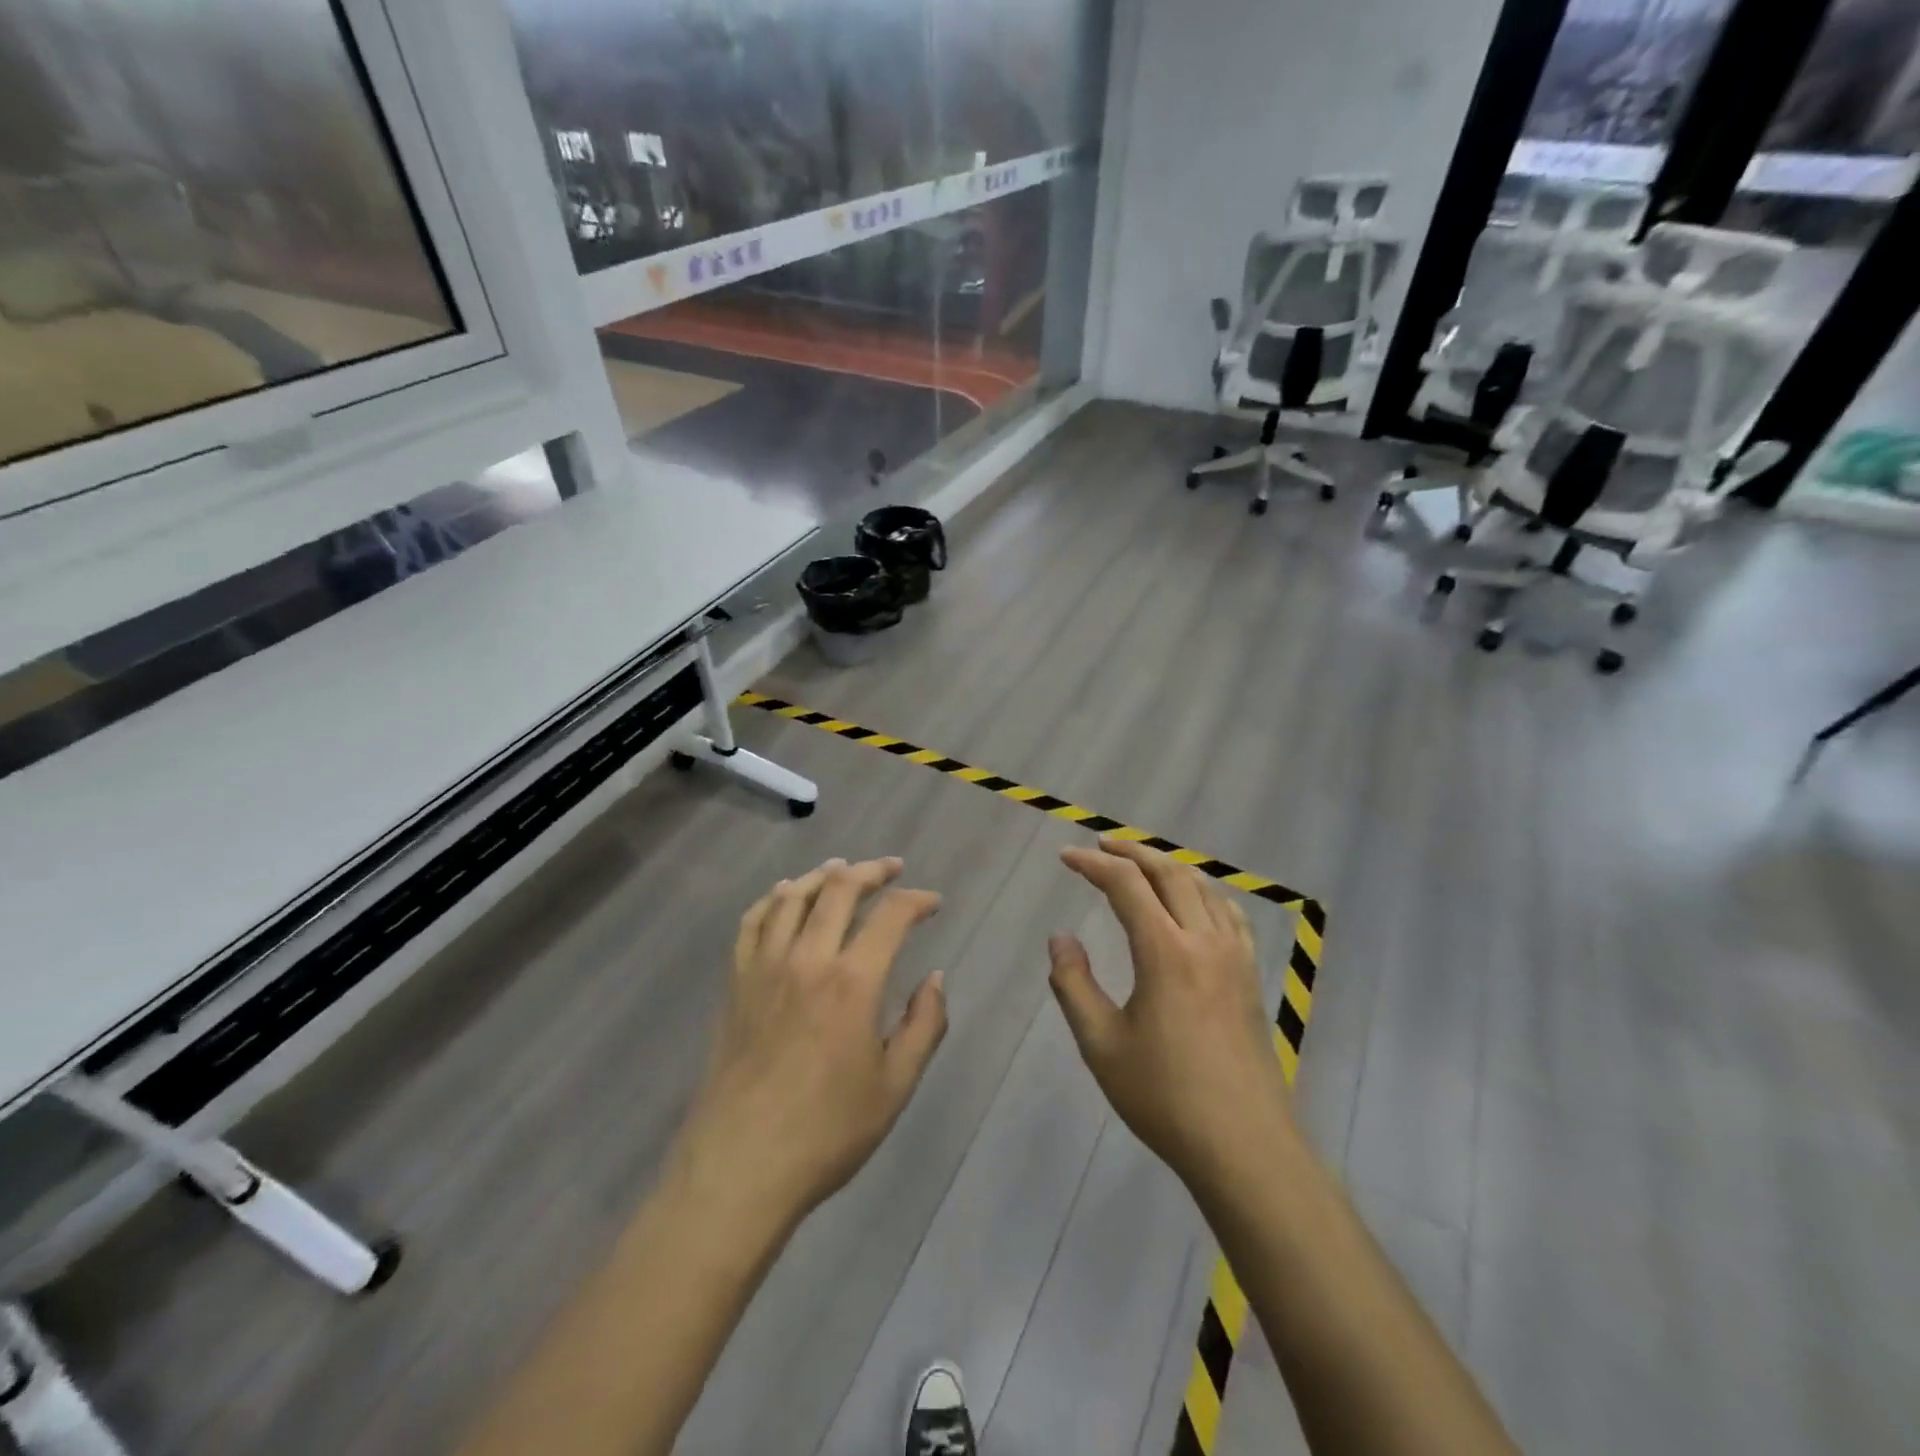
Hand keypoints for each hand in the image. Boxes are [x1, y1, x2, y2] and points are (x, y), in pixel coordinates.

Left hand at [672, 858, 946, 1229]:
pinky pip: (751, 923)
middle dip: (871, 871)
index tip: (932, 902)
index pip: (891, 916)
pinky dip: (771, 900)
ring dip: (822, 875)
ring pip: (792, 897)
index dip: (917, 900)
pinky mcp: (736, 983)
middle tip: (892, 869)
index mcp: (853, 982)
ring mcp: (765, 967)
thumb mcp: (895, 1087)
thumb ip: (924, 1025)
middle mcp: (808, 959)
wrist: (740, 1167)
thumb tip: (934, 977)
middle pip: (839, 890)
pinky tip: (783, 896)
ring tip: (842, 870)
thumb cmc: (826, 1132)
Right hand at [1049, 840, 1294, 1191]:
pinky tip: (1196, 904)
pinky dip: (1204, 894)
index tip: (1066, 857)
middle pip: (1169, 873)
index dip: (1093, 865)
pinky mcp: (1252, 977)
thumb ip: (1074, 985)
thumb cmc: (1165, 1097)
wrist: (1244, 1146)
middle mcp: (1204, 941)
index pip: (1126, 885)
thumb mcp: (1101, 1044)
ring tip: (1141, 866)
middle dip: (1132, 852)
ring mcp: (1235, 957)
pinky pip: (1229, 915)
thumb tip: (1061, 938)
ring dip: (1168, 868)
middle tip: (1101, 846)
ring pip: (1203, 888)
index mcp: (1165, 952)